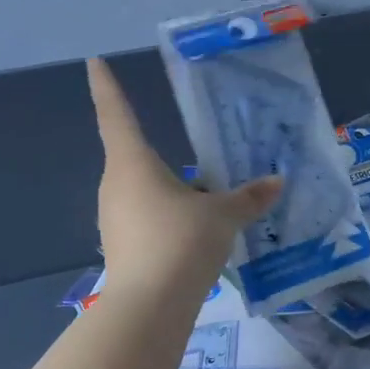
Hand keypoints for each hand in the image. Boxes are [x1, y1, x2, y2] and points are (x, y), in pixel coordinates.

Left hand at [87, 58, 281, 298]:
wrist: (151, 306)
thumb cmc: (181, 241)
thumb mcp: (223, 216)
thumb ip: (248, 198)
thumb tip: (276, 183)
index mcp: (132, 164)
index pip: (116, 114)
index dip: (106, 87)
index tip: (93, 63)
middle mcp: (116, 185)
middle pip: (133, 157)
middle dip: (158, 153)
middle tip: (189, 153)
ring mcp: (114, 218)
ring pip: (142, 191)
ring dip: (167, 190)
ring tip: (204, 198)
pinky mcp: (121, 246)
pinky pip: (145, 218)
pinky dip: (166, 217)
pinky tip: (193, 232)